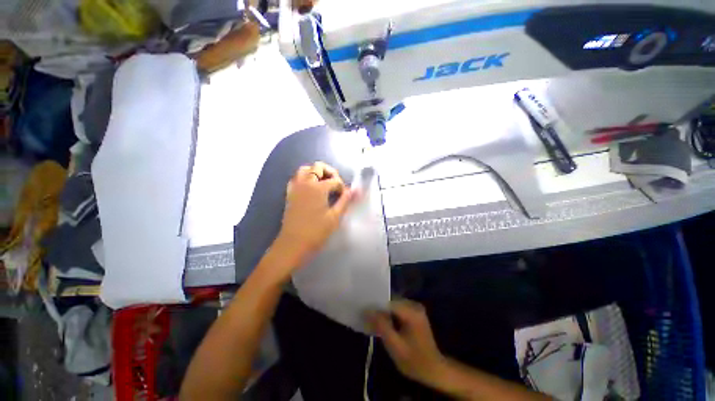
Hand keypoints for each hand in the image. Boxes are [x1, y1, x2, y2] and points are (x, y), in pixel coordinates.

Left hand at [275, 162, 356, 266]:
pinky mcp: (290, 194)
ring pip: (304, 169)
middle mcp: (305, 183)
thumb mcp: (335, 217)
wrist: (293, 244)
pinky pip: (296, 178)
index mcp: (318, 188)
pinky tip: (311, 188)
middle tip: (336, 183)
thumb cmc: (316, 231)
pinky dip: (305, 178)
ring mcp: (295, 187)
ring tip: (324, 183)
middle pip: (318, 167)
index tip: (345, 196)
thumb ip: (345, 201)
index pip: (334, 181)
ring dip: (316, 172)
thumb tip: (355, 190)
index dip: (342, 187)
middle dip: (329, 172)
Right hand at [367, 300, 446, 385]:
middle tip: (366, 319)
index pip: (388, 302)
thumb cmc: (415, 361)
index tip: (363, 313)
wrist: (434, 370)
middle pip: (390, 302)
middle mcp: (414, 305)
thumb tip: (367, 310)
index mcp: (411, 312)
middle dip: (378, 310)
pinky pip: (398, 309)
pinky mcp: (415, 313)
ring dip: (383, 313)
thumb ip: (381, 326)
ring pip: (393, 305)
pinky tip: (383, 324)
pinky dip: (389, 315)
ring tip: (372, 322)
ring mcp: (415, 308)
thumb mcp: (395, 346)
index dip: (374, 307)